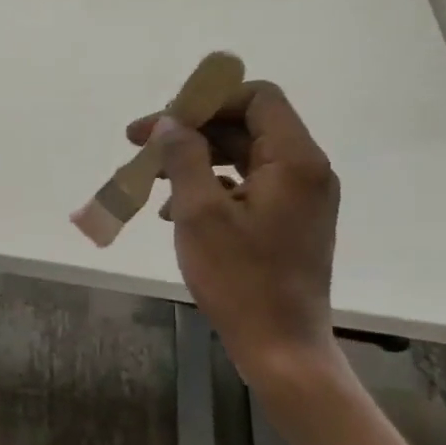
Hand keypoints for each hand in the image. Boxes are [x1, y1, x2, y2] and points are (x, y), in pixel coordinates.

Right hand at [127, 80, 340, 392]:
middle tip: (141, 144)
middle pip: (246, 125)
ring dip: (194, 159)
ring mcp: (298, 198)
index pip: (258, 97)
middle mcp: (305, 170)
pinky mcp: (287, 221)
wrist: (280, 347)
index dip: (208, 100)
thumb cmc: (240, 279)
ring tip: (149, 176)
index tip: (164, 120)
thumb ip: (183, 157)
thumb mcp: (199, 212)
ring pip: (242, 156)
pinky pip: (246, 185)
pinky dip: (209, 186)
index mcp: (295, 160)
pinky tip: (172, 210)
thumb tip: (168, 122)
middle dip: (191, 130)